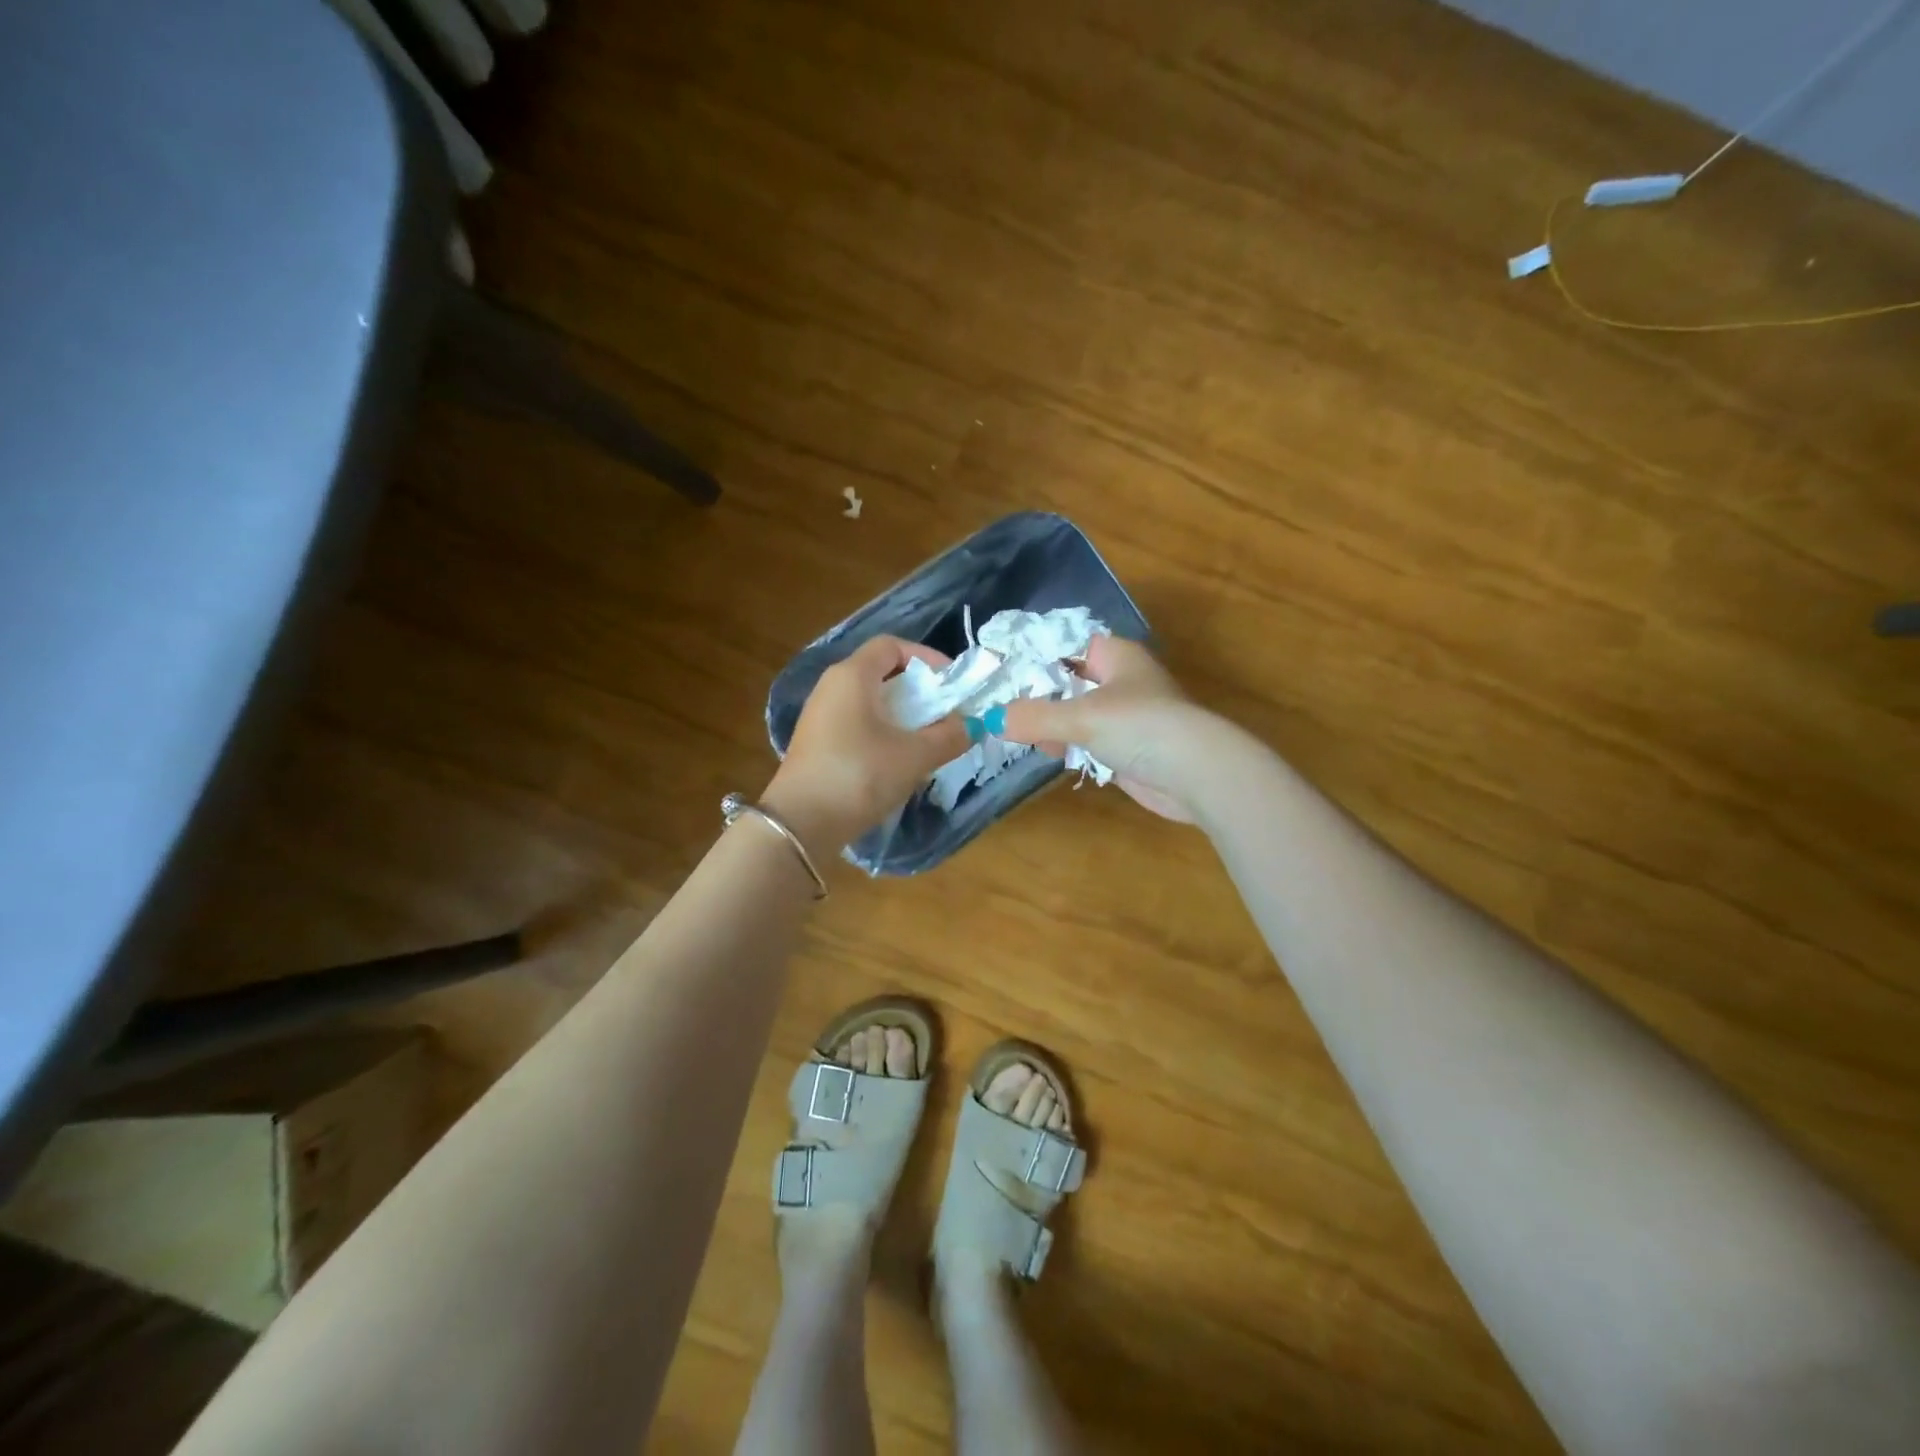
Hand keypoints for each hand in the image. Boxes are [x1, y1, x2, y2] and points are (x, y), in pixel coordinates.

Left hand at [763, 635, 967, 852]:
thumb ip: (949, 736)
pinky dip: (882, 731)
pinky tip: (897, 760)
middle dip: (917, 689)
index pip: (891, 645)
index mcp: (852, 676)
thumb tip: (969, 725)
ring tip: (926, 739)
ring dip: (901, 714)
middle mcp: (831, 687)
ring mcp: (819, 716)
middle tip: (943, 713)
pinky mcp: (816, 743)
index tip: (950, 683)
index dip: (926, 657)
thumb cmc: (860, 775)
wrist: (801, 824)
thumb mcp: (915, 756)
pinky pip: (856, 723)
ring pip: (869, 701)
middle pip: (880, 672)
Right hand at [1001, 636, 1213, 821]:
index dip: (1034, 653)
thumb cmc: (1140, 726)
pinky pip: (1088, 741)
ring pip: (1076, 714)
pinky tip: (1049, 753)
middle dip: (1037, 695)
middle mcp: (1120, 680)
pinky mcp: (1126, 748)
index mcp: (1115, 655)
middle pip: (1068, 680)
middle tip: (1000, 705)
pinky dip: (1069, 746)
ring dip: (1051, 725)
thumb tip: (992, 720)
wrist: (1195, 774)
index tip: (999, 666)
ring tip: (1019, 732)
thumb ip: (1035, 717)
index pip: (1066, 643)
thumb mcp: (1081, 717)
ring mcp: (1125, 716)